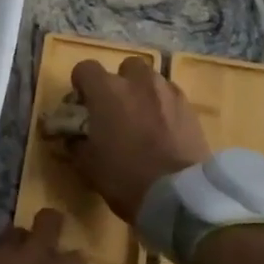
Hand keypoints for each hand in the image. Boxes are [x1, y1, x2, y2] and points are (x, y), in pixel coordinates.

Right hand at [67, 58, 212, 220]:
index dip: (81, 84)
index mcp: (107, 91)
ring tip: (142, 120)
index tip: (82, 105)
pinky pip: (171, 97)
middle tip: (116, 111)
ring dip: (143, 93)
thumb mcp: (88, 165)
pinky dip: (164, 107)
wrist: (178, 195)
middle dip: (119, 83)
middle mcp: (138, 82)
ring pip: (151, 80)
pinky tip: (164, 131)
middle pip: (125, 67)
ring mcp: (168, 92)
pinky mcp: (190, 108)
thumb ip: (76, 143)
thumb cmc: (125, 178)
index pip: (85, 68)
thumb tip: (73, 136)